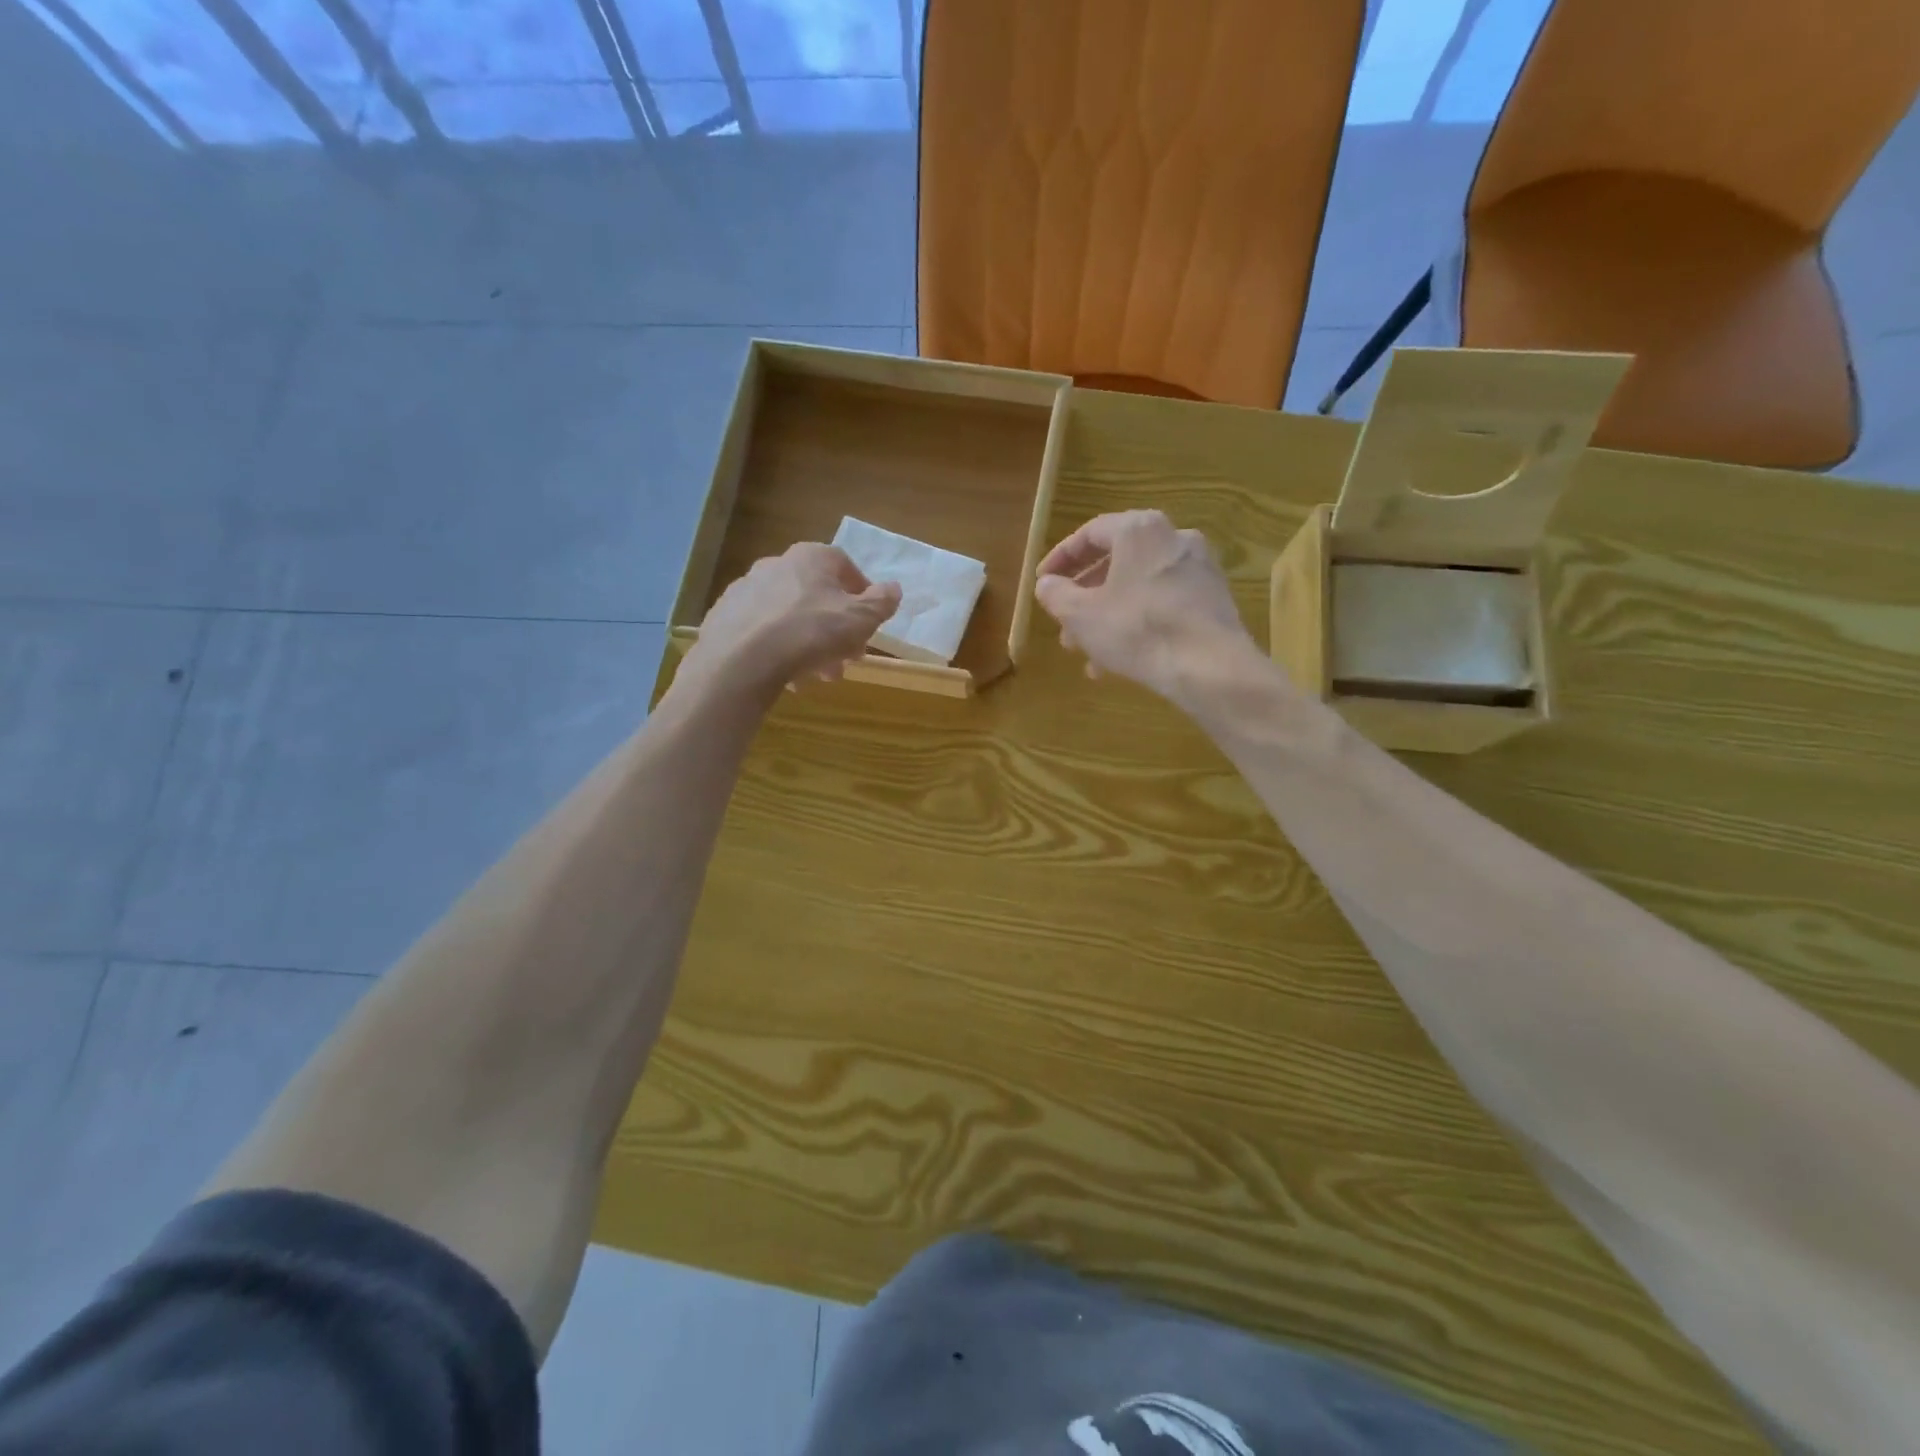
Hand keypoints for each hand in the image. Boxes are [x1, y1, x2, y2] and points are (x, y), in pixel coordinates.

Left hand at [682, 543, 901, 699]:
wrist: (741, 659)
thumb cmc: (811, 632)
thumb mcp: (860, 620)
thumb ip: (881, 602)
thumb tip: (893, 588)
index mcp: (811, 557)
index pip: (845, 567)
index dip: (862, 596)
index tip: (869, 624)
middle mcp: (776, 564)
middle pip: (817, 596)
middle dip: (837, 629)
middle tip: (847, 659)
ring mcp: (746, 590)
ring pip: (790, 617)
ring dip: (811, 644)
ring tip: (819, 675)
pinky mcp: (725, 617)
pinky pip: (763, 632)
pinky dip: (780, 650)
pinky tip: (788, 676)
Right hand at [1034, 511, 1256, 705]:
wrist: (1210, 667)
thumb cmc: (1137, 630)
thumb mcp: (1081, 615)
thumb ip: (1056, 594)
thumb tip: (1046, 584)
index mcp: (1139, 530)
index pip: (1089, 534)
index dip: (1061, 559)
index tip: (1043, 582)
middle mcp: (1173, 538)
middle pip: (1116, 562)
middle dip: (1085, 597)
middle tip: (1064, 624)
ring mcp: (1198, 568)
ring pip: (1139, 588)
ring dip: (1108, 616)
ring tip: (1087, 652)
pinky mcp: (1213, 599)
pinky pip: (1163, 604)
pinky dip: (1137, 623)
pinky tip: (1120, 661)